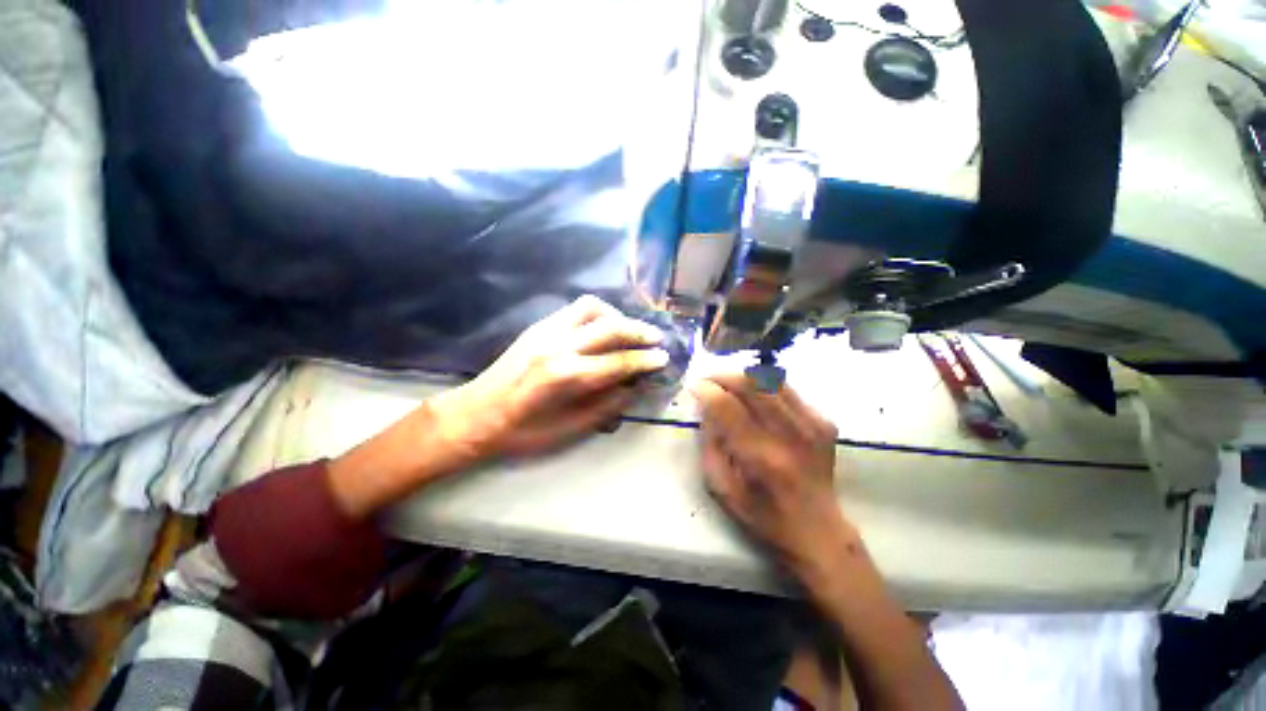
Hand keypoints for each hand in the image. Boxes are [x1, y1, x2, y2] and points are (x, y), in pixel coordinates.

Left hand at [433, 296, 668, 461]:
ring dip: (616, 315)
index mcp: (567, 377)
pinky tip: (601, 329)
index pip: (619, 362)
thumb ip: (606, 406)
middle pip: (611, 327)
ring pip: (591, 307)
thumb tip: (633, 387)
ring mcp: (547, 331)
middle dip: (639, 331)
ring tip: (627, 331)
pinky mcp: (538, 326)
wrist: (476, 415)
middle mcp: (559, 346)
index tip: (664, 357)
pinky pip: (574, 309)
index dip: (646, 360)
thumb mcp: (569, 431)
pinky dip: (596, 314)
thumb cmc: (522, 432)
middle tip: (657, 338)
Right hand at [690, 374, 855, 583]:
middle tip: (708, 378)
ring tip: (728, 383)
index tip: (694, 386)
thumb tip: (706, 409)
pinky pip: (787, 389)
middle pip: (751, 384)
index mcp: (761, 458)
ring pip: (771, 380)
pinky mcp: (824, 422)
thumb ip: (710, 446)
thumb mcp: (722, 488)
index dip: (706, 390)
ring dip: (743, 377)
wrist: (817, 530)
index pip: (727, 407)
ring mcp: (812, 425)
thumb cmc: (763, 515)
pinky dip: (765, 386)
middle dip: (722, 375)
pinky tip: (754, 397)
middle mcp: (790, 435)